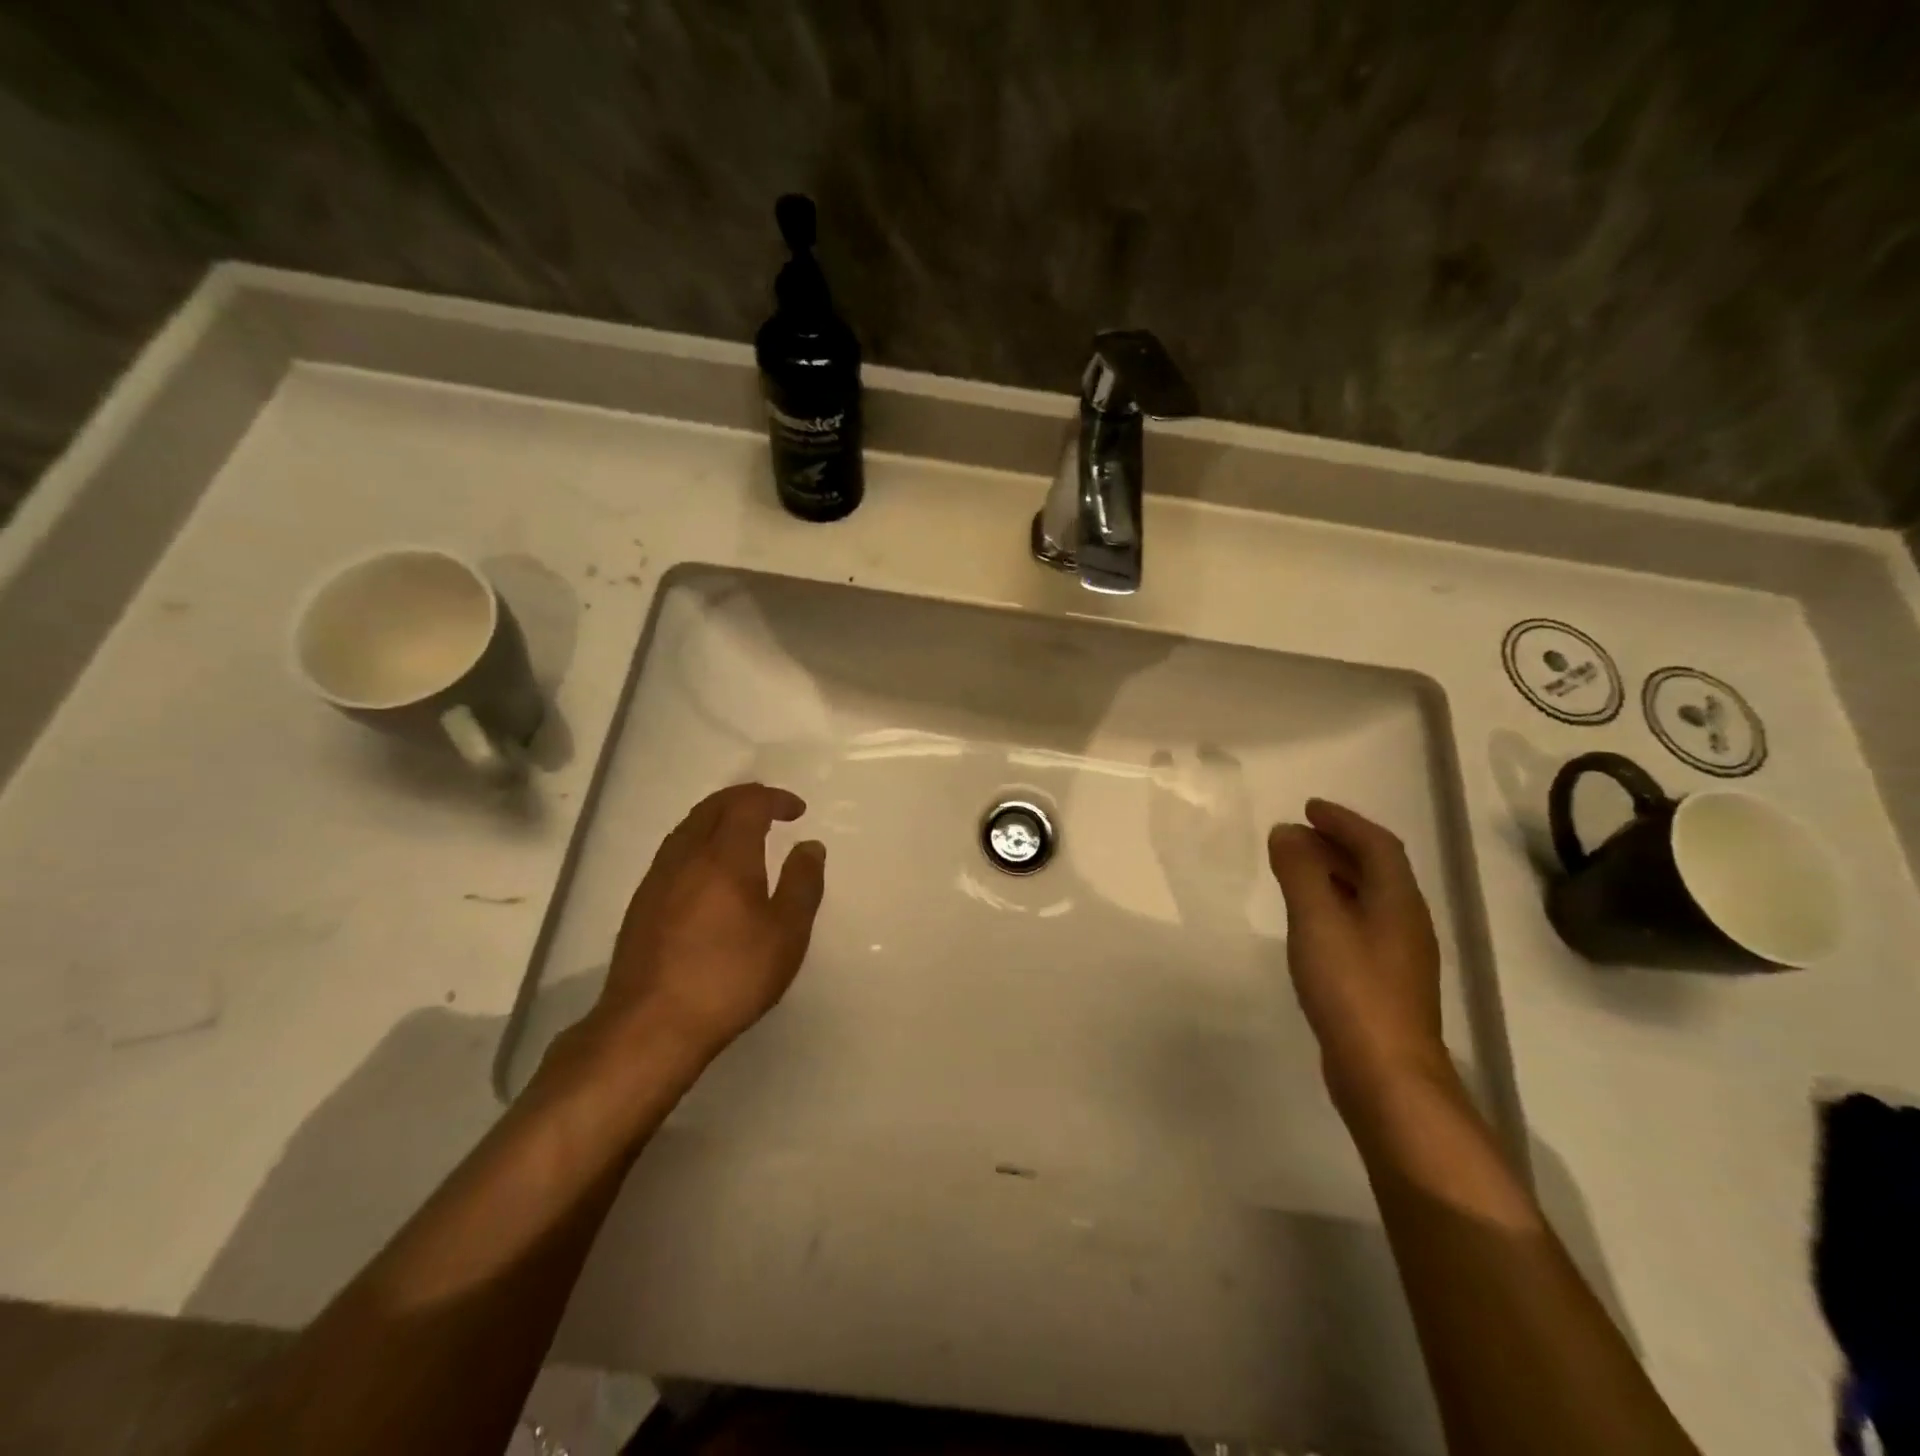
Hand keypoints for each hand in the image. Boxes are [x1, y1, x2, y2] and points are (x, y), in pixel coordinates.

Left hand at [590, 783, 826, 1067]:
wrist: (651, 1025)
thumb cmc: (729, 976)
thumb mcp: (786, 933)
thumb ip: (802, 883)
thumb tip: (809, 846)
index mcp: (725, 854)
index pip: (749, 803)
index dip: (775, 798)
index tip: (797, 811)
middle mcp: (686, 855)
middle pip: (713, 807)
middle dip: (745, 799)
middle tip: (772, 809)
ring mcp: (658, 878)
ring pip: (689, 827)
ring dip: (719, 819)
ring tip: (744, 835)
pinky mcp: (642, 903)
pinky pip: (675, 851)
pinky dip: (700, 842)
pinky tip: (710, 872)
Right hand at [1266, 799, 1448, 1109]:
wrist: (1386, 1074)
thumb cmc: (1352, 988)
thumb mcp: (1317, 920)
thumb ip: (1300, 871)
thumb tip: (1287, 832)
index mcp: (1397, 901)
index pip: (1377, 845)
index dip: (1344, 821)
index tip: (1308, 808)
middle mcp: (1406, 922)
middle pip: (1376, 870)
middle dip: (1338, 845)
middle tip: (1297, 834)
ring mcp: (1399, 957)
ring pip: (1369, 899)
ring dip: (1336, 875)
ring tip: (1298, 871)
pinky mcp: (1385, 984)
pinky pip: (1360, 925)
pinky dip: (1335, 907)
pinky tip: (1311, 924)